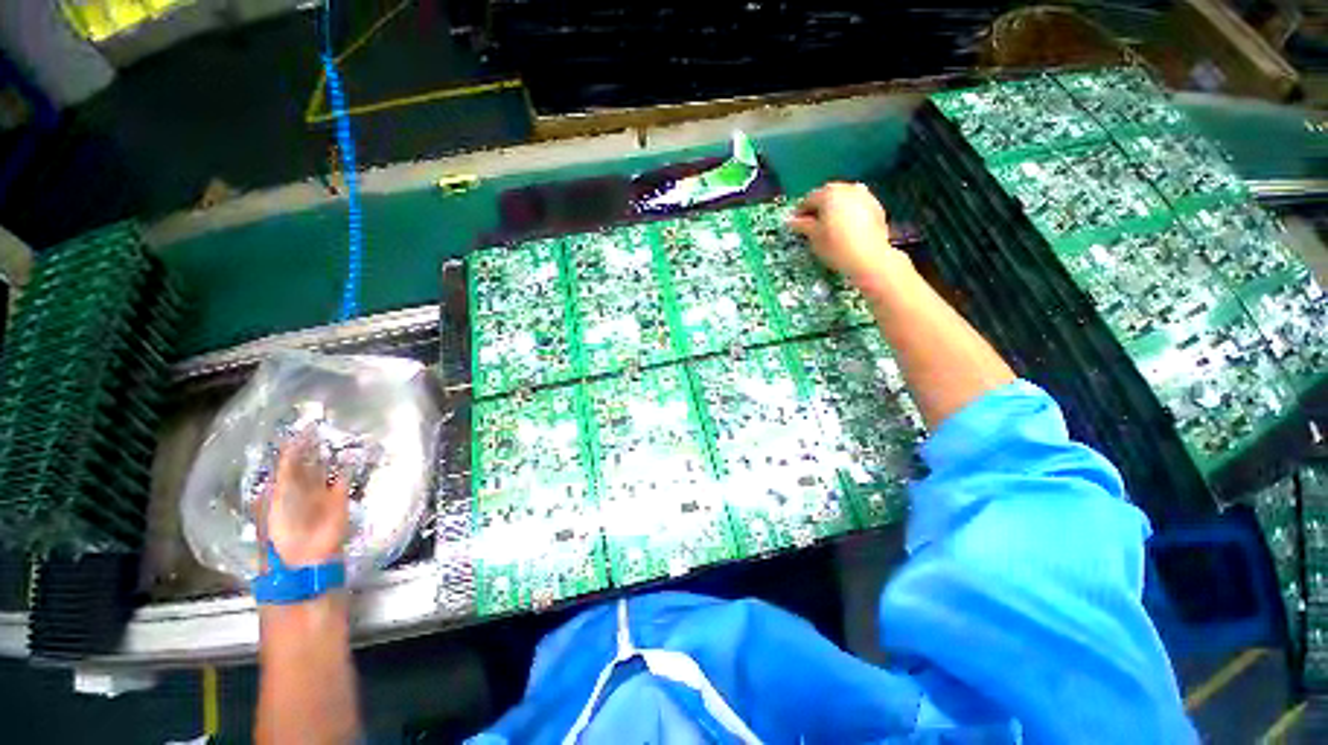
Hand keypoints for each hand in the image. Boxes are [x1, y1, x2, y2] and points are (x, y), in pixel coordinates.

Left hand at [258, 436, 349, 568]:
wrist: (308, 555)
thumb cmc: (285, 530)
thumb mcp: (277, 501)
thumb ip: (285, 475)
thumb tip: (289, 450)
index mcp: (280, 491)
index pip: (286, 464)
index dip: (292, 448)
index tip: (300, 429)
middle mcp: (300, 490)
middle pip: (305, 464)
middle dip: (311, 447)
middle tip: (319, 427)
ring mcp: (320, 495)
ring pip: (324, 470)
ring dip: (329, 455)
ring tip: (335, 436)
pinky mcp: (339, 499)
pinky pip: (344, 479)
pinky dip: (348, 468)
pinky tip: (352, 455)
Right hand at [787, 182, 904, 291]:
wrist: (869, 258)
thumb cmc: (835, 246)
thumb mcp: (814, 237)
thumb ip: (801, 225)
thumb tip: (790, 220)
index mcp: (829, 193)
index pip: (808, 199)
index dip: (800, 213)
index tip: (795, 225)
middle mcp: (848, 188)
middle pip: (828, 196)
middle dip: (818, 209)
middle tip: (811, 226)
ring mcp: (865, 196)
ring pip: (843, 200)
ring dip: (834, 210)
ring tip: (828, 228)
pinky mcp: (876, 207)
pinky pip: (856, 207)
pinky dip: (848, 214)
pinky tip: (845, 230)